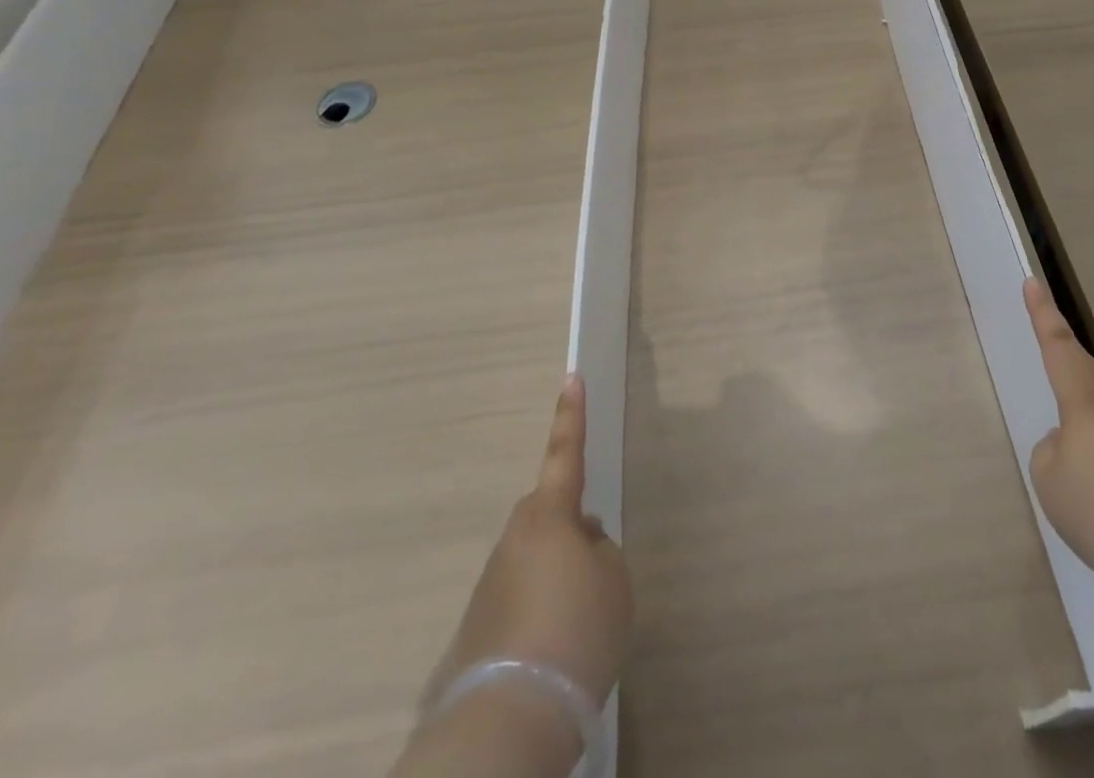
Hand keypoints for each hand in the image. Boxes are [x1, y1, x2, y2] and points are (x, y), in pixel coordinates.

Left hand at [429, 375, 632, 707]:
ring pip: (536, 559)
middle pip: (550, 515)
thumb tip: (580, 547)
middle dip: (571, 529)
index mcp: (550, 515)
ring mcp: (492, 582)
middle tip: (597, 570)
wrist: (511, 716)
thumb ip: (601, 550)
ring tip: (580, 627)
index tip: (571, 377)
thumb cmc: (577, 630)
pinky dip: (540, 614)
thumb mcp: (614, 581)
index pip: (566, 452)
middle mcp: (515, 538)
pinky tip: (554, 653)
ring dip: (557, 577)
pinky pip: (520, 600)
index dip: (572, 415)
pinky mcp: (478, 625)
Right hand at [1024, 277, 1093, 595]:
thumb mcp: (1050, 480)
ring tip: (1086, 458)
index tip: (1033, 282)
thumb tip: (1074, 444)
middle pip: (1092, 371)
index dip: (1042, 314)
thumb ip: (1053, 451)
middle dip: (1071, 364)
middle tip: (1057, 370)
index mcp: (1085, 401)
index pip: (1057, 346)